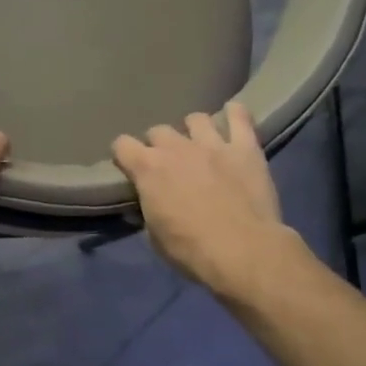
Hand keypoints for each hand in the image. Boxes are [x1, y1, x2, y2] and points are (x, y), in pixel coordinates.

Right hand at [112, 102, 312, 295]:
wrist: (243, 251)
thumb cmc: (191, 250)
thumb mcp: (154, 236)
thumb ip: (149, 208)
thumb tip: (149, 202)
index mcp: (148, 169)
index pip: (121, 144)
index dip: (123, 155)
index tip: (128, 167)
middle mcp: (176, 147)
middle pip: (158, 130)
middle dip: (159, 145)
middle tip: (168, 164)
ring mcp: (212, 144)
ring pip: (196, 118)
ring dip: (194, 130)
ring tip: (200, 144)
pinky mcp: (244, 148)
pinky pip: (240, 117)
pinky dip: (235, 114)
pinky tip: (233, 116)